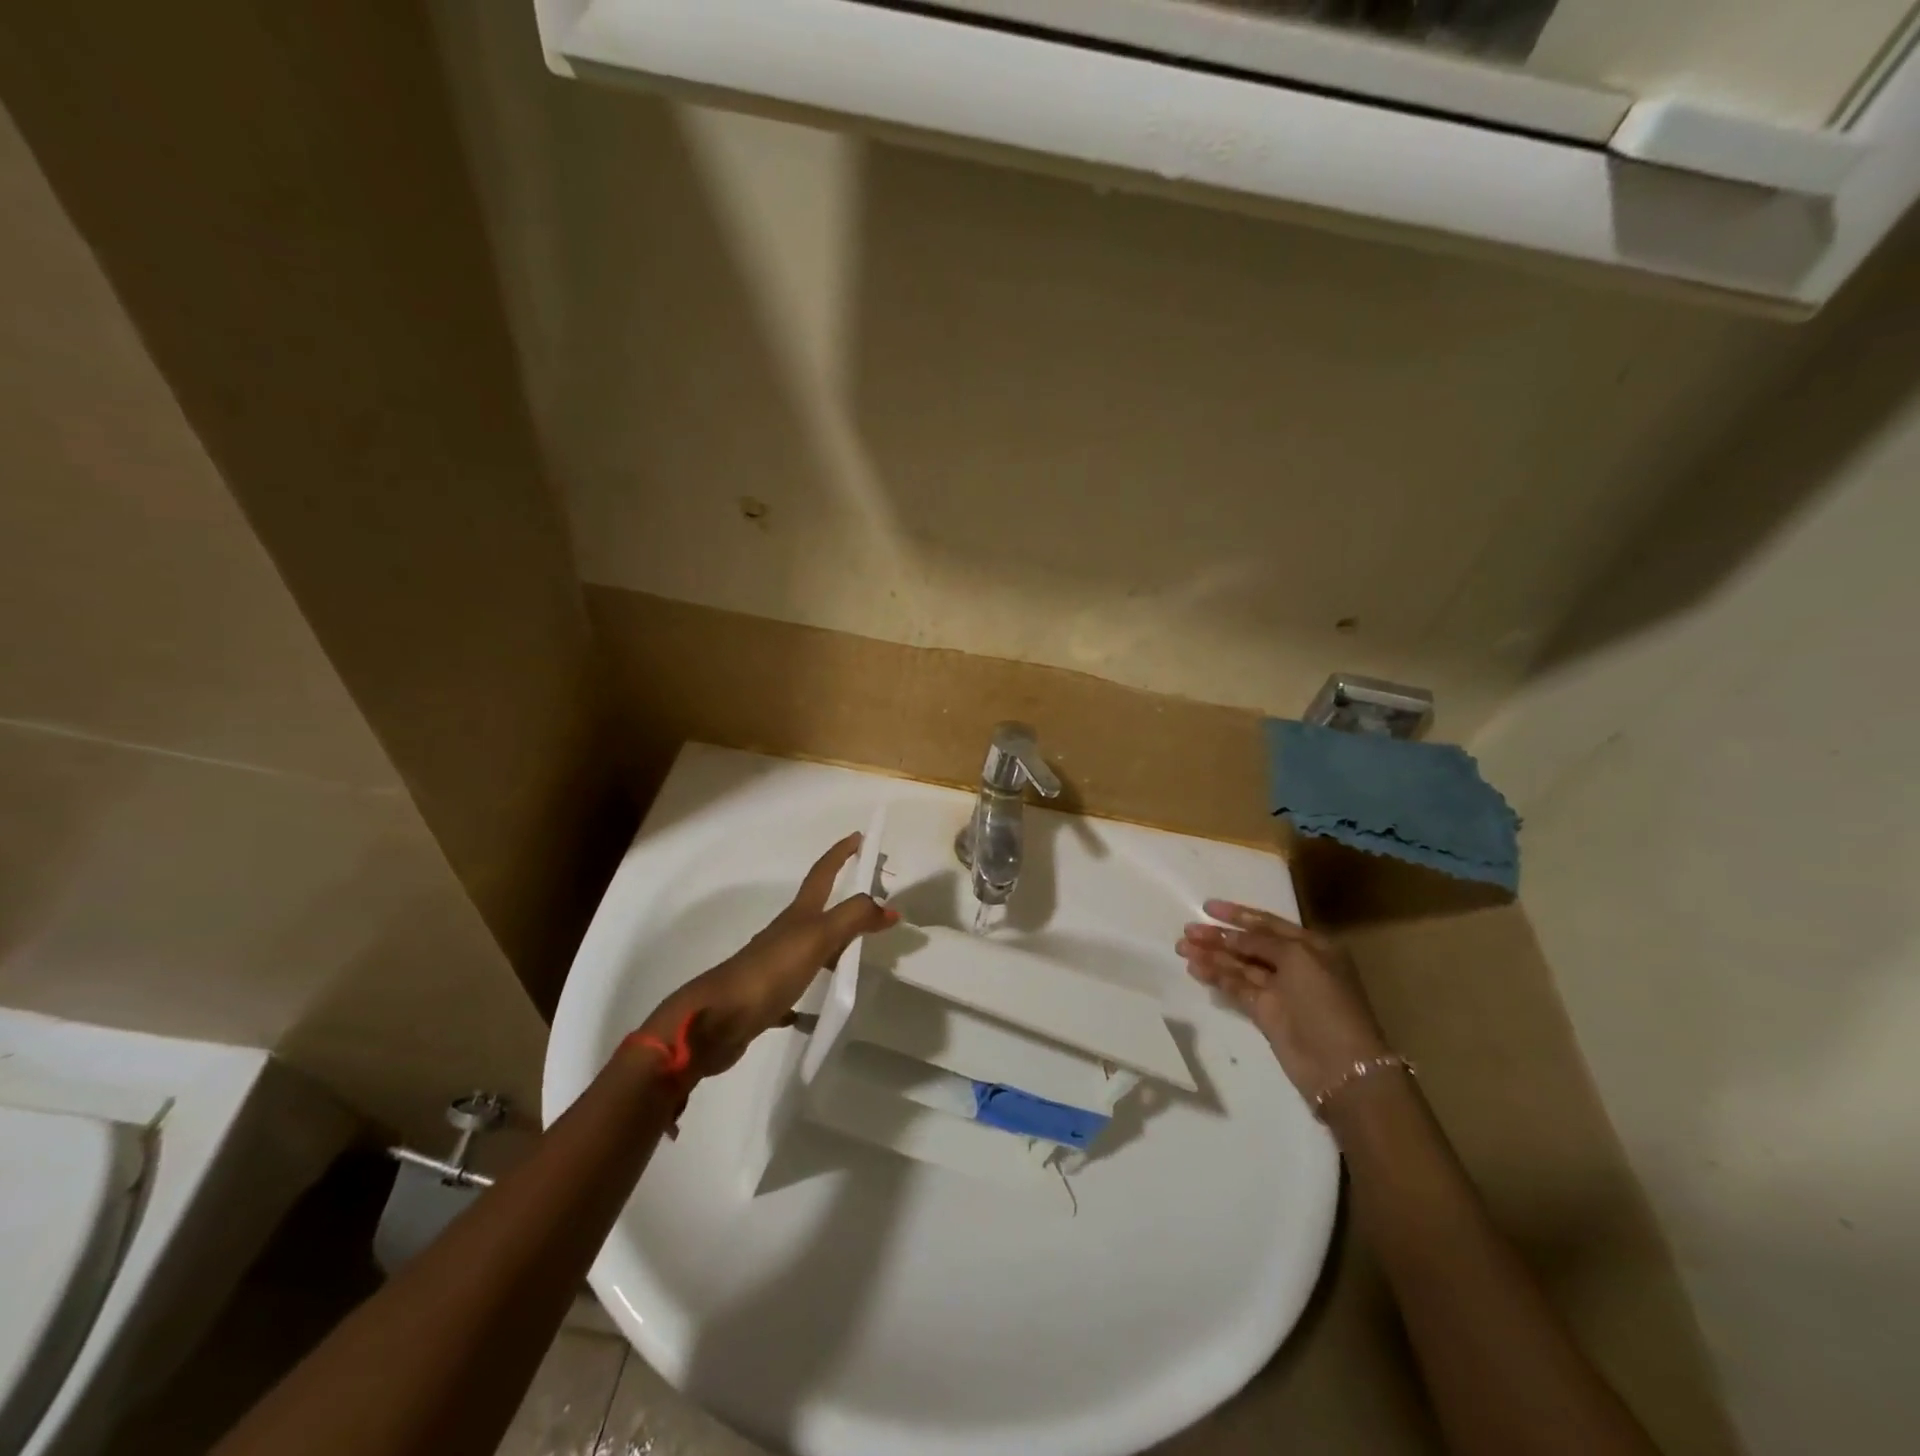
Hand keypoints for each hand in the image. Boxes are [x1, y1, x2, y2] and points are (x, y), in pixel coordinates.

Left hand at [645, 834, 896, 1076]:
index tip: (859, 836)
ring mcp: (774, 965)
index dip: (840, 854)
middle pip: (818, 909)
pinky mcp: (767, 997)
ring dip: (832, 945)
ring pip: (810, 948)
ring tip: (856, 955)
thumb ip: (853, 918)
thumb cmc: (770, 971)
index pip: (823, 874)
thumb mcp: (817, 938)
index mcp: (798, 915)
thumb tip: (889, 907)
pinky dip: (810, 991)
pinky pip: (795, 989)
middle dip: (844, 900)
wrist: (715, 1020)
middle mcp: (785, 934)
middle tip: (873, 901)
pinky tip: (818, 1009)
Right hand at [1177, 901, 1388, 1101]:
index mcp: (1310, 946)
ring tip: (1181, 948)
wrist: (1340, 1066)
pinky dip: (1216, 977)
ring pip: (1239, 966)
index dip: (1237, 914)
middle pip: (1249, 944)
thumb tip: (1232, 936)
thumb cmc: (1325, 1001)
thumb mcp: (1298, 958)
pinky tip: (1195, 968)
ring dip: (1211, 955)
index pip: (1267, 923)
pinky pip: (1236, 988)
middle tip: (1187, 931)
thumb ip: (1262, 942)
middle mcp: (1294, 964)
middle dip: (1218, 936)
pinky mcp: (1264, 1013)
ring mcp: (1279, 990)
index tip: (1207, 907)